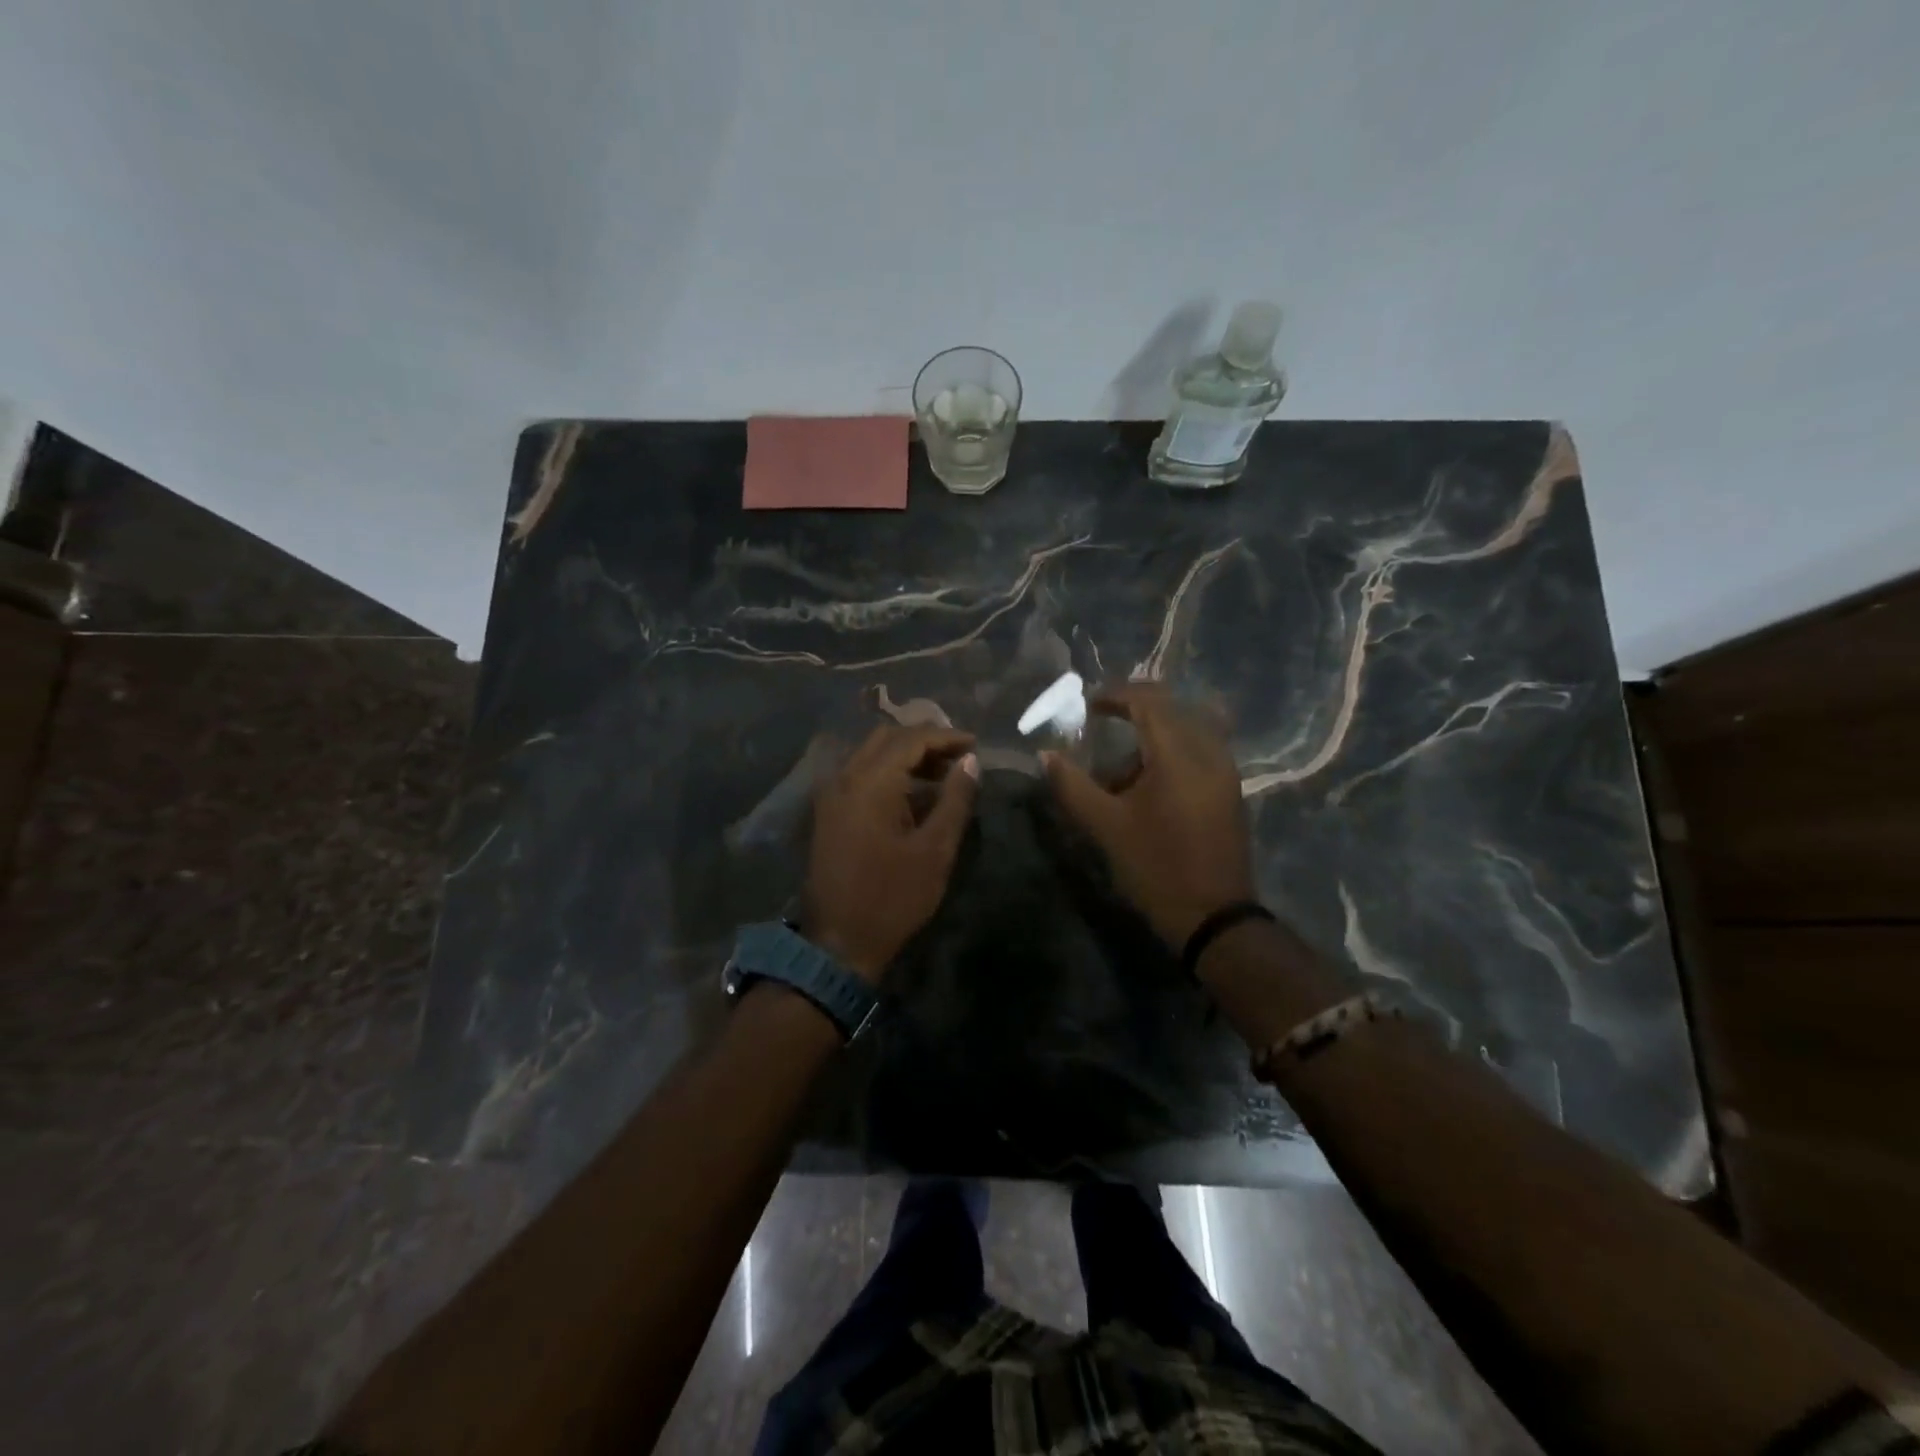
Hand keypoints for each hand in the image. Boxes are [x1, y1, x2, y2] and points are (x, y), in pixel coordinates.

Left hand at [804, 724, 979, 982]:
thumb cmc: (893, 897)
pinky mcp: (827, 812)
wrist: (838, 942)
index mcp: (871, 782)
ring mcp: (831, 794)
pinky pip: (858, 774)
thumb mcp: (935, 850)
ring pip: (870, 754)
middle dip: (924, 740)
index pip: (912, 739)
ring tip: (941, 774)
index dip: (946, 737)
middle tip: (958, 757)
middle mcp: (845, 777)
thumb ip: (955, 799)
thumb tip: (971, 761)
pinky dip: (886, 771)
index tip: (975, 745)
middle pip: (887, 738)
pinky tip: (910, 793)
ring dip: (905, 755)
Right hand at [1042, 683, 1254, 949]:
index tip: (1087, 705)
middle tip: (1101, 722)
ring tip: (1119, 769)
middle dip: (1133, 710)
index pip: (1149, 701)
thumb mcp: (1106, 827)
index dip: (1115, 695)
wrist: (1215, 917)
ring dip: (1152, 735)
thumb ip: (1073, 785)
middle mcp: (1208, 752)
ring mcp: (1224, 771)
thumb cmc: (1157, 867)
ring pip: (1187, 729)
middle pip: (1171, 709)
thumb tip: (1047, 755)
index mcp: (1178, 755)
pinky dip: (1170, 752)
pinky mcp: (1228, 790)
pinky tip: (1146, 784)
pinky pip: (1199, 750)